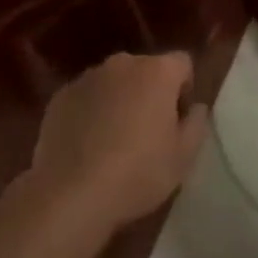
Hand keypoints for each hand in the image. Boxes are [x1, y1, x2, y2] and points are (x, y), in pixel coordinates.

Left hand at [24, 51, 208, 237]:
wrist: (70, 194)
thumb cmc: (137, 173)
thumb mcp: (183, 157)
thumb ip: (196, 124)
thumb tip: (195, 107)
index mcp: (157, 72)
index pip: (182, 63)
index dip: (185, 89)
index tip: (178, 120)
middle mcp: (122, 64)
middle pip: (146, 69)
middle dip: (151, 92)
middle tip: (148, 132)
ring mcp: (87, 78)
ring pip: (114, 82)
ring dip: (120, 100)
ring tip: (114, 140)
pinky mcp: (60, 96)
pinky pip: (86, 97)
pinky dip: (91, 111)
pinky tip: (87, 145)